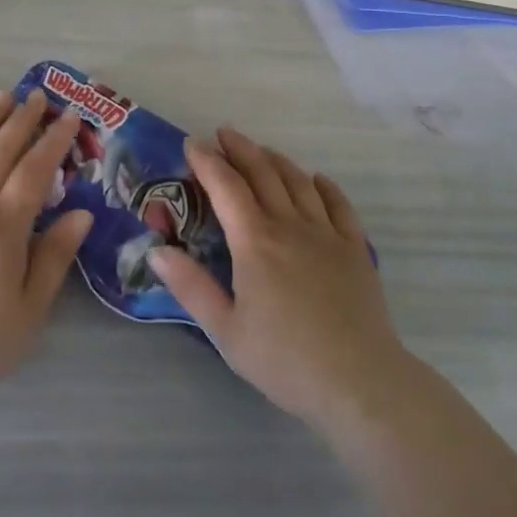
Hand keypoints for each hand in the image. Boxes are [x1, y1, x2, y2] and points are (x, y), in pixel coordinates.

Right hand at [148, 128, 408, 433]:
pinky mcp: (355, 248)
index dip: (207, 161)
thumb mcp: (226, 331)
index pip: (226, 186)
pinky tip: (316, 180)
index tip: (192, 143)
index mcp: (255, 241)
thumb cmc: (286, 360)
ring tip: (262, 151)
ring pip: (298, 181)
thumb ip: (191, 287)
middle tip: (223, 134)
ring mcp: (326, 233)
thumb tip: (157, 251)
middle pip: (262, 173)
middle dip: (240, 148)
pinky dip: (323, 185)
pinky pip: (338, 204)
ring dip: (276, 160)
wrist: (360, 382)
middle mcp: (289, 225)